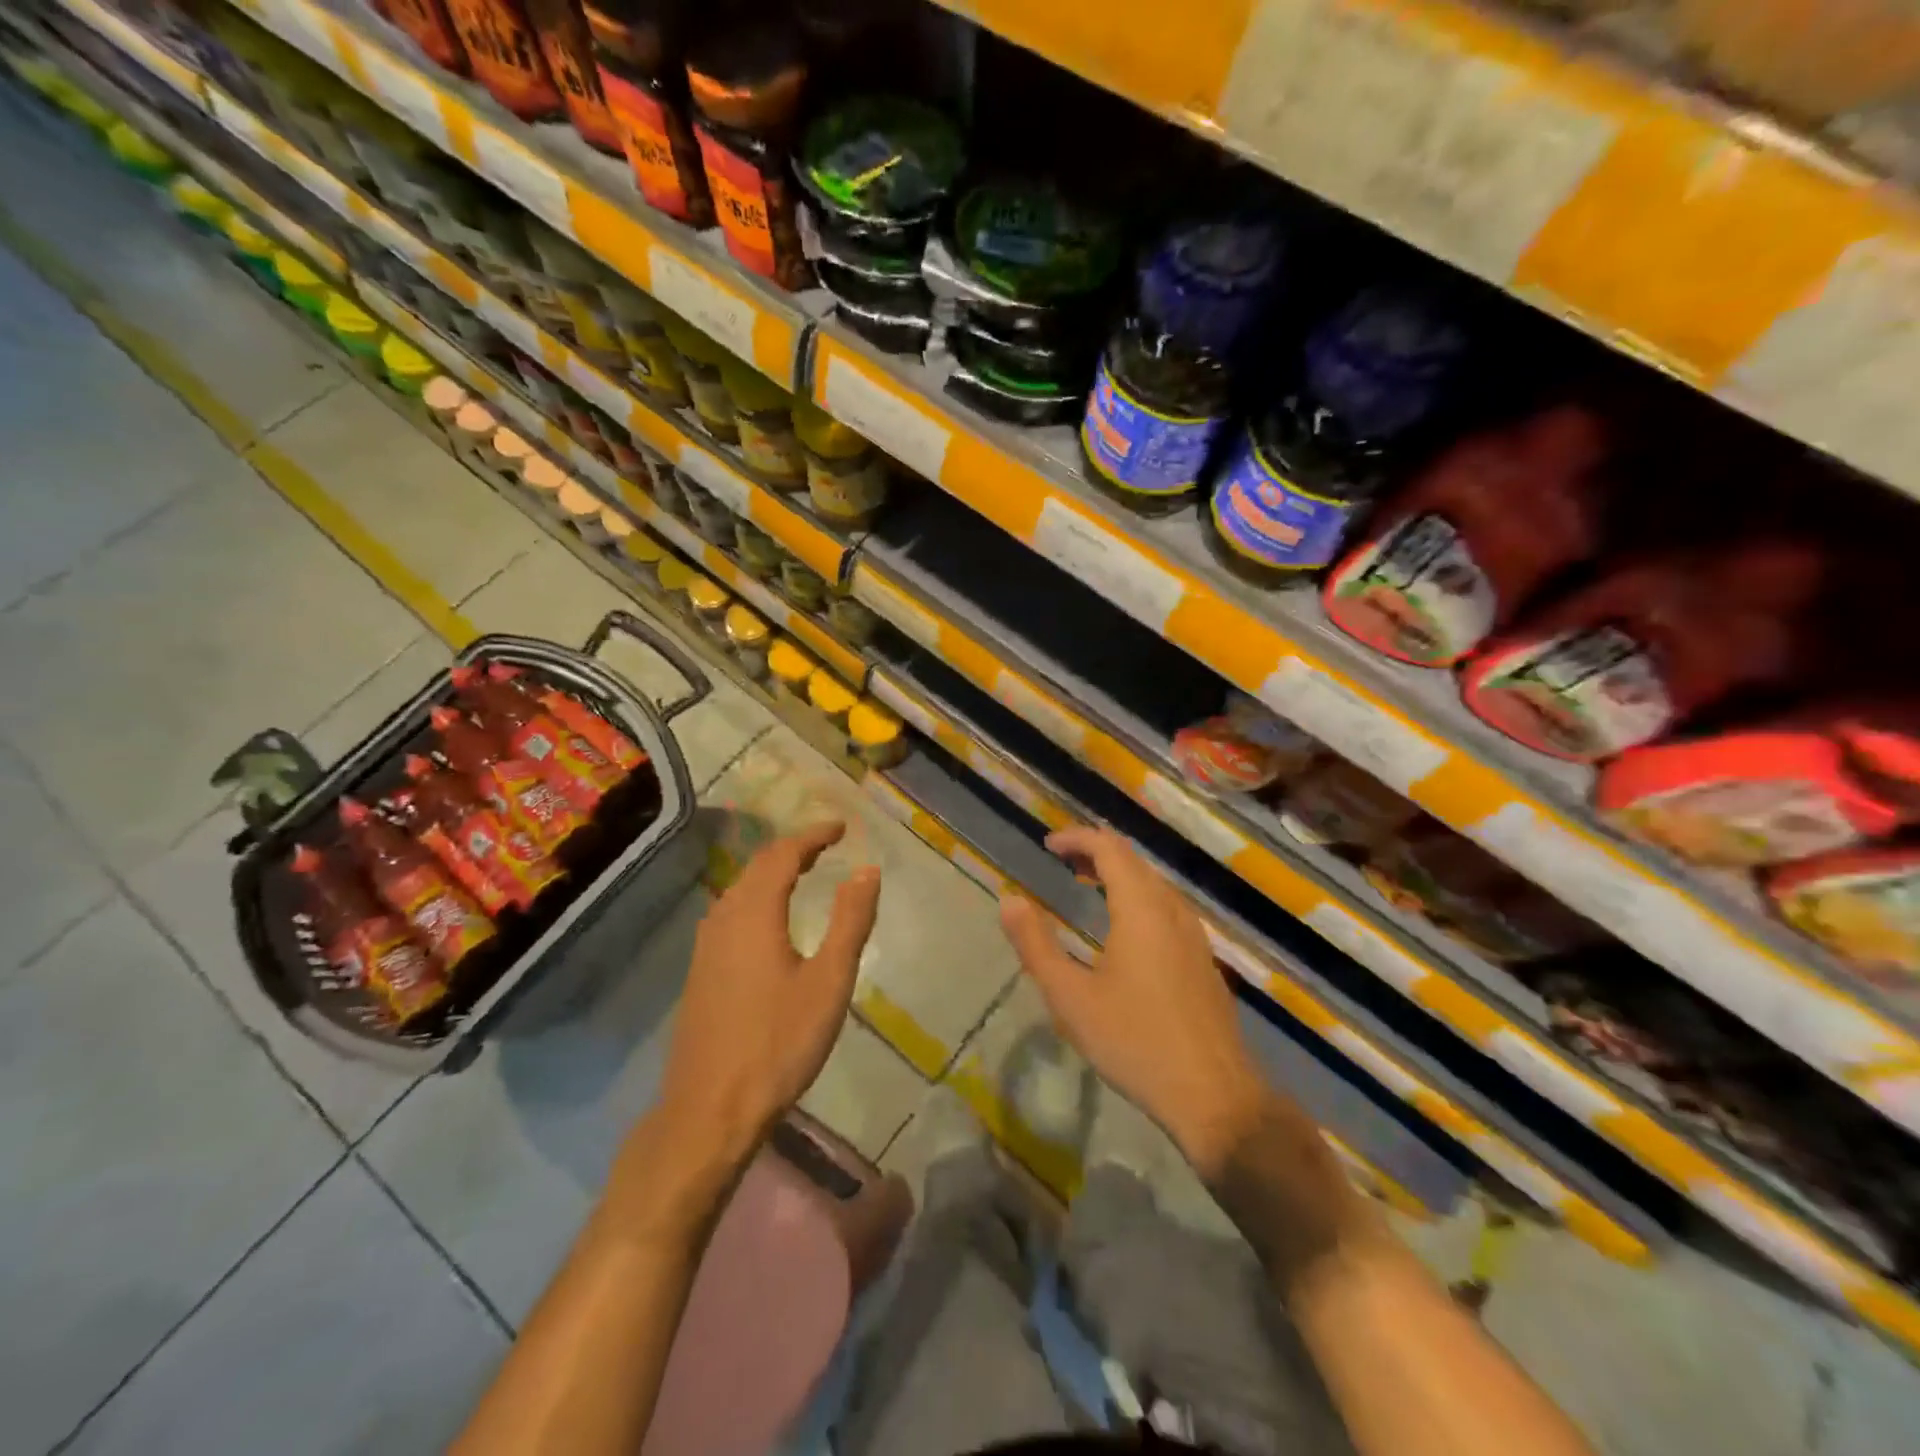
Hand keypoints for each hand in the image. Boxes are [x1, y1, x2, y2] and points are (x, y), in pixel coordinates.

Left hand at [657, 822, 881, 1163]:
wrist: (710, 1110)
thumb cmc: (779, 1043)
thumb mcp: (829, 981)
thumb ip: (850, 921)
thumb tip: (866, 870)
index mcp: (755, 914)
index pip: (783, 855)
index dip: (813, 836)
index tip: (841, 828)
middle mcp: (724, 919)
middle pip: (757, 867)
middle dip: (793, 849)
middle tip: (826, 845)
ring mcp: (705, 946)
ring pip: (739, 890)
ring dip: (771, 873)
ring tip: (802, 873)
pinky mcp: (699, 972)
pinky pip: (729, 913)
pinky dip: (755, 897)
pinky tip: (767, 920)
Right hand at [999, 826, 1268, 1180]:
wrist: (1214, 1095)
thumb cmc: (1135, 1042)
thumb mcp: (1071, 997)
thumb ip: (1036, 945)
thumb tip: (1009, 900)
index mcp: (1141, 909)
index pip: (1110, 848)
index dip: (1077, 838)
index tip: (1048, 845)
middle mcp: (1172, 910)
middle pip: (1134, 860)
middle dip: (1096, 851)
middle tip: (1063, 861)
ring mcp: (1194, 934)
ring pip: (1154, 883)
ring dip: (1119, 874)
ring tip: (1087, 885)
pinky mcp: (1203, 959)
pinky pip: (1167, 906)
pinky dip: (1138, 896)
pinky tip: (1125, 929)